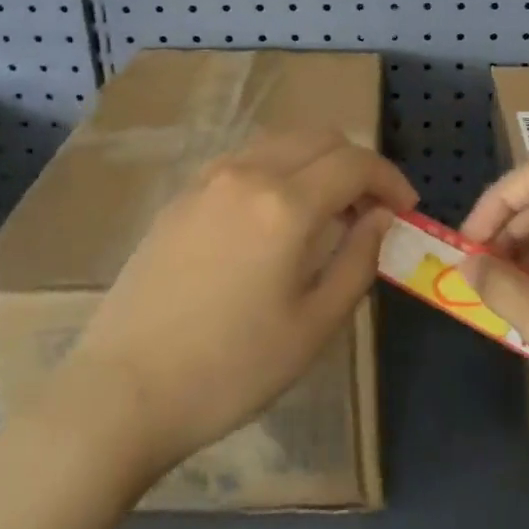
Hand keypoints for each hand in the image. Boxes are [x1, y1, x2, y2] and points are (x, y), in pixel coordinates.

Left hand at [50, 131, 415, 481]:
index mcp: (286, 204)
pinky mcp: (182, 195)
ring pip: (281, 142)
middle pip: (320, 138)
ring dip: (316, 162)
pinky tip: (274, 217)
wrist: (122, 390)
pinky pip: (245, 160)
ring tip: (326, 212)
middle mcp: (248, 173)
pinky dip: (278, 169)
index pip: (355, 163)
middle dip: (356, 164)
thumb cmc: (230, 370)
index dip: (390, 180)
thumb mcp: (313, 327)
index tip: (405, 210)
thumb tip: (381, 218)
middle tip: (369, 212)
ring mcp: (208, 179)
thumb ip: (358, 261)